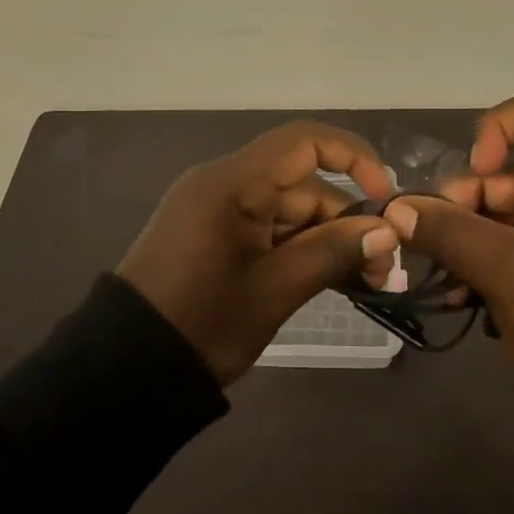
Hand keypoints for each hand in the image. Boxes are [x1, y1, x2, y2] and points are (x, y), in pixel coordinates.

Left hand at [119, 123, 401, 383]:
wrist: (126, 371)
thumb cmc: (202, 324)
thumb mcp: (275, 290)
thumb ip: (333, 252)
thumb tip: (387, 231)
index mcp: (231, 183)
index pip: (303, 142)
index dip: (353, 158)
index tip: (385, 198)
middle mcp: (224, 184)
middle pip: (302, 184)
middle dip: (346, 221)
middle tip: (382, 269)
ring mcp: (217, 210)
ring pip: (289, 210)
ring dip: (327, 240)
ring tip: (364, 283)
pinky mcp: (214, 235)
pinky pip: (268, 228)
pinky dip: (299, 249)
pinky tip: (330, 278)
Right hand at [382, 91, 513, 385]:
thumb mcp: (504, 270)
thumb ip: (446, 231)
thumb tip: (395, 209)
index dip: (495, 130)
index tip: (475, 173)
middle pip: (505, 170)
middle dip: (463, 204)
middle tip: (437, 244)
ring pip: (504, 212)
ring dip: (466, 240)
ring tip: (445, 281)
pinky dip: (487, 261)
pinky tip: (463, 297)